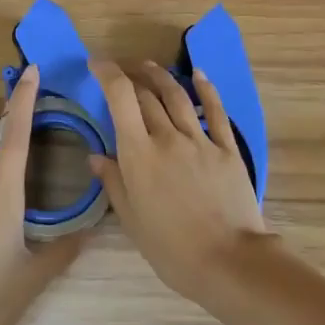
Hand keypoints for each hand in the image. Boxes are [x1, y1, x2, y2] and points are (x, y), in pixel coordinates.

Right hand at [88, 59, 274, 305]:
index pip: (120, 98)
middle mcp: (168, 137)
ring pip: (177, 96)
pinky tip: (199, 75)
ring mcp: (201, 140)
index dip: (107, 73)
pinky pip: (216, 111)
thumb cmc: (172, 249)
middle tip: (121, 70)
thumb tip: (96, 156)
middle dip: (130, 76)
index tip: (97, 64)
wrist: (229, 260)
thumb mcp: (132, 221)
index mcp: (139, 155)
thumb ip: (114, 183)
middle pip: (146, 94)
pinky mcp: (227, 148)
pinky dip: (205, 89)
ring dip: (160, 76)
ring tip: (149, 66)